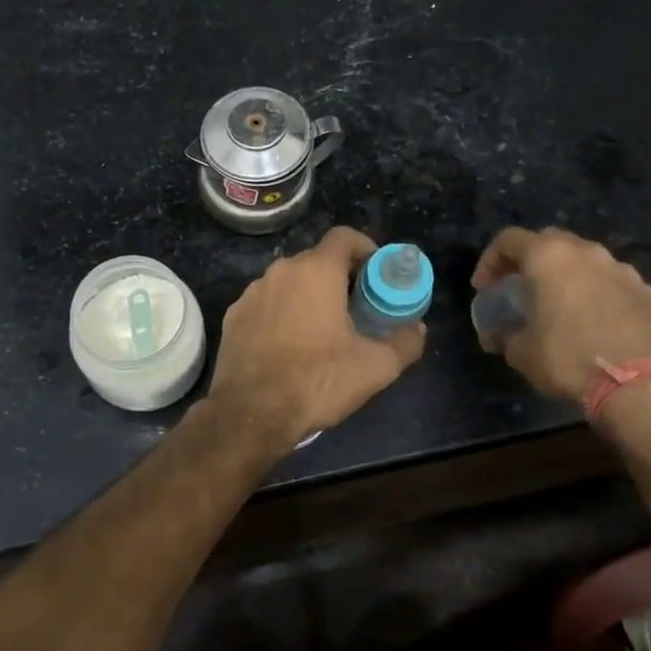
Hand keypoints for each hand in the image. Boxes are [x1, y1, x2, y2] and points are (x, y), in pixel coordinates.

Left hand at [209, 225, 425, 448]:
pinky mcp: (233, 316)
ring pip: (289, 282)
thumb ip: (405, 342)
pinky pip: (266, 303)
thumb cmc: (317, 381)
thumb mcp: (375, 367)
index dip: (365, 249)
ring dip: (308, 296)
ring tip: (322, 330)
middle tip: (356, 307)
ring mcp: (252, 292)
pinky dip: (281, 313)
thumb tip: (417, 329)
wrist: (252, 413)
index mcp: (316, 271)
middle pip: (317, 260)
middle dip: (339, 277)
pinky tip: (289, 346)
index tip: (376, 274)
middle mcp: (281, 271)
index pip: (344, 237)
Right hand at [471, 227, 650, 404]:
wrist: (640, 385)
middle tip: (520, 289)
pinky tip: (597, 324)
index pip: (508, 240)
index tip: (484, 288)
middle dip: (531, 261)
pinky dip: (600, 296)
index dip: (490, 261)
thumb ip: (505, 335)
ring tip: (561, 306)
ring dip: (569, 277)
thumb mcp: (521, 352)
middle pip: (550, 242)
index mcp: (550, 257)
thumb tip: (498, 336)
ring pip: (587, 262)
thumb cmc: (568, 358)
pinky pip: (615, 285)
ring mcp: (623, 270)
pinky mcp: (650, 293)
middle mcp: (587, 253)